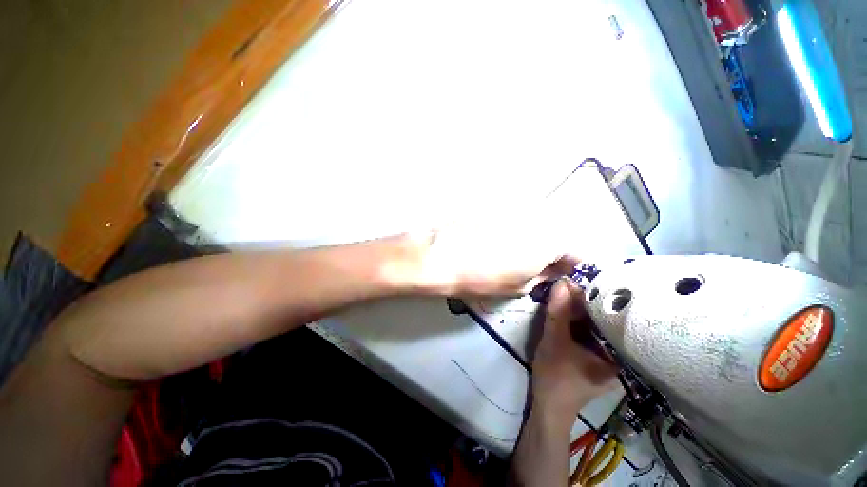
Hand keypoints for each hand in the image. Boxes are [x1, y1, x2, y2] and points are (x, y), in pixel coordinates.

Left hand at [409, 223, 579, 295]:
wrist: (444, 254)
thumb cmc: (482, 277)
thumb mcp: (519, 286)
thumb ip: (544, 276)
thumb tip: (554, 270)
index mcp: (550, 241)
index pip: (576, 251)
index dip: (569, 265)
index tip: (559, 272)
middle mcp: (539, 218)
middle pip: (556, 234)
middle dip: (549, 249)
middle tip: (532, 263)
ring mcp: (517, 209)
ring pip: (535, 224)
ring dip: (530, 237)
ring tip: (509, 251)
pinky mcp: (498, 204)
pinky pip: (515, 217)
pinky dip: (513, 227)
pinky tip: (495, 237)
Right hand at [531, 279, 617, 421]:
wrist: (548, 406)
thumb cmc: (555, 377)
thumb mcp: (554, 341)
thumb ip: (558, 312)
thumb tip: (562, 282)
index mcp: (619, 355)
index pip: (610, 318)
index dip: (592, 298)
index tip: (575, 282)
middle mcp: (618, 354)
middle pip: (602, 320)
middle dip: (583, 302)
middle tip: (565, 286)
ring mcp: (606, 355)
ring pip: (593, 324)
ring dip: (578, 310)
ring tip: (565, 293)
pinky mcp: (593, 354)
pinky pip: (587, 331)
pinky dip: (575, 320)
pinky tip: (565, 309)